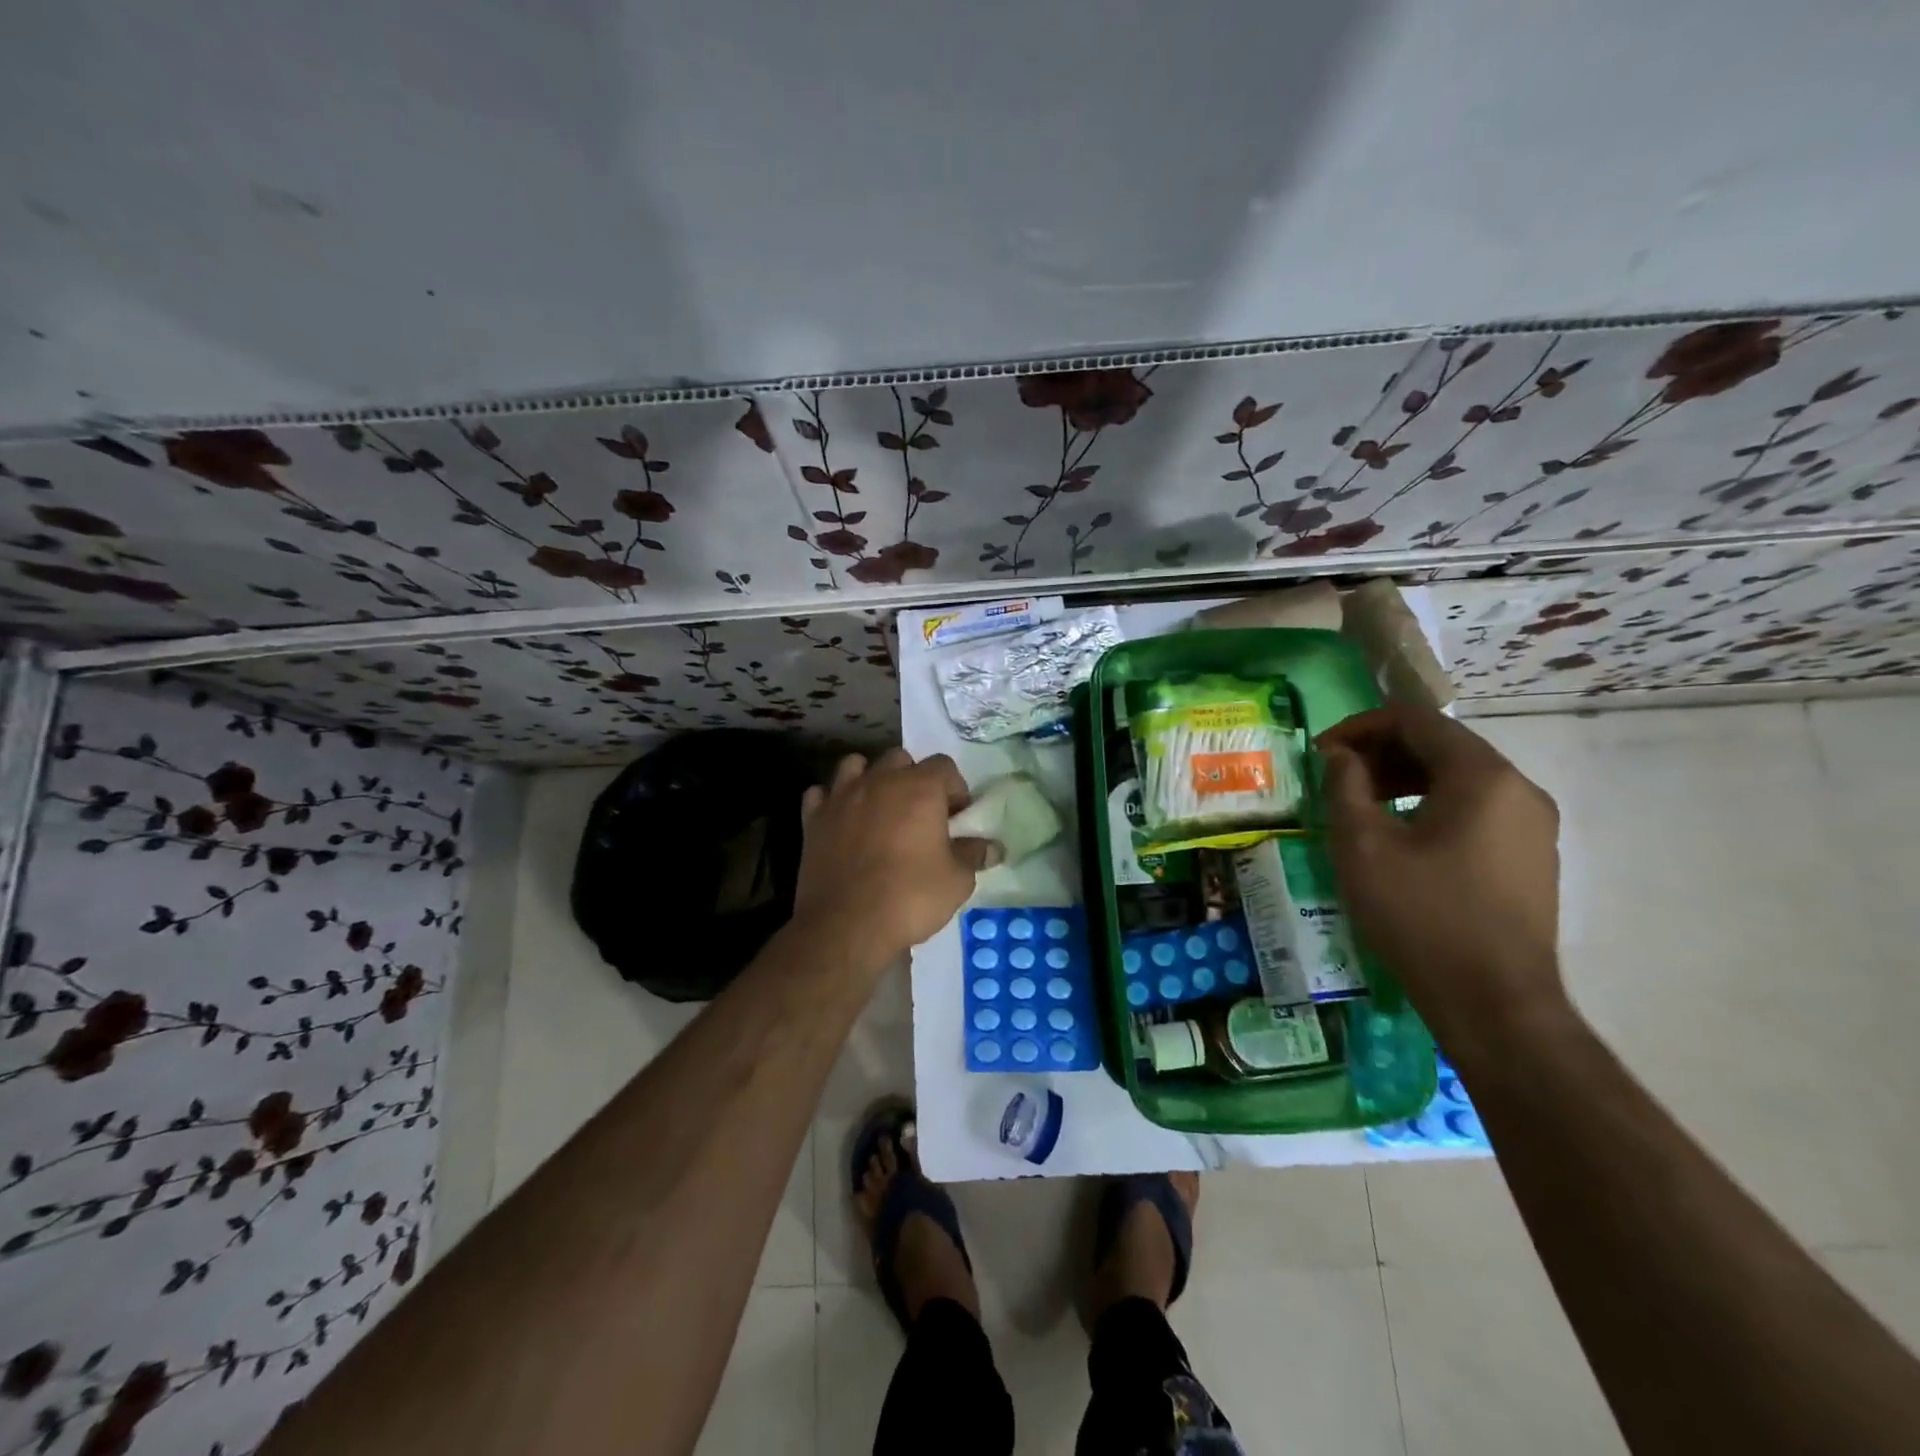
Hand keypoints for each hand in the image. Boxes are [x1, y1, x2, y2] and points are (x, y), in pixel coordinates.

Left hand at [794, 750, 996, 971]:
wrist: (846, 925)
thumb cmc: (910, 897)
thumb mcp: (957, 880)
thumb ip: (973, 855)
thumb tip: (992, 847)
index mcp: (920, 788)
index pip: (944, 765)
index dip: (954, 789)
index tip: (956, 819)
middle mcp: (880, 780)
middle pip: (901, 759)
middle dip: (913, 779)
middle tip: (920, 815)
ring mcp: (841, 796)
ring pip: (856, 765)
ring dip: (870, 779)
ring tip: (878, 809)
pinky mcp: (813, 818)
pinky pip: (822, 793)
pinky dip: (833, 801)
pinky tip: (842, 821)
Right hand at [1315, 703, 1566, 1050]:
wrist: (1495, 1003)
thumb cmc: (1421, 916)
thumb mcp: (1362, 846)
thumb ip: (1344, 786)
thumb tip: (1341, 756)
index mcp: (1482, 776)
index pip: (1416, 720)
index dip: (1360, 726)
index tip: (1321, 753)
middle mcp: (1519, 789)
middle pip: (1442, 745)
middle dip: (1382, 752)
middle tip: (1335, 778)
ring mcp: (1533, 824)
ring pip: (1460, 778)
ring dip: (1405, 779)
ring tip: (1361, 805)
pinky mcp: (1532, 856)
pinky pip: (1477, 808)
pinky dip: (1432, 805)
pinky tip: (1401, 837)